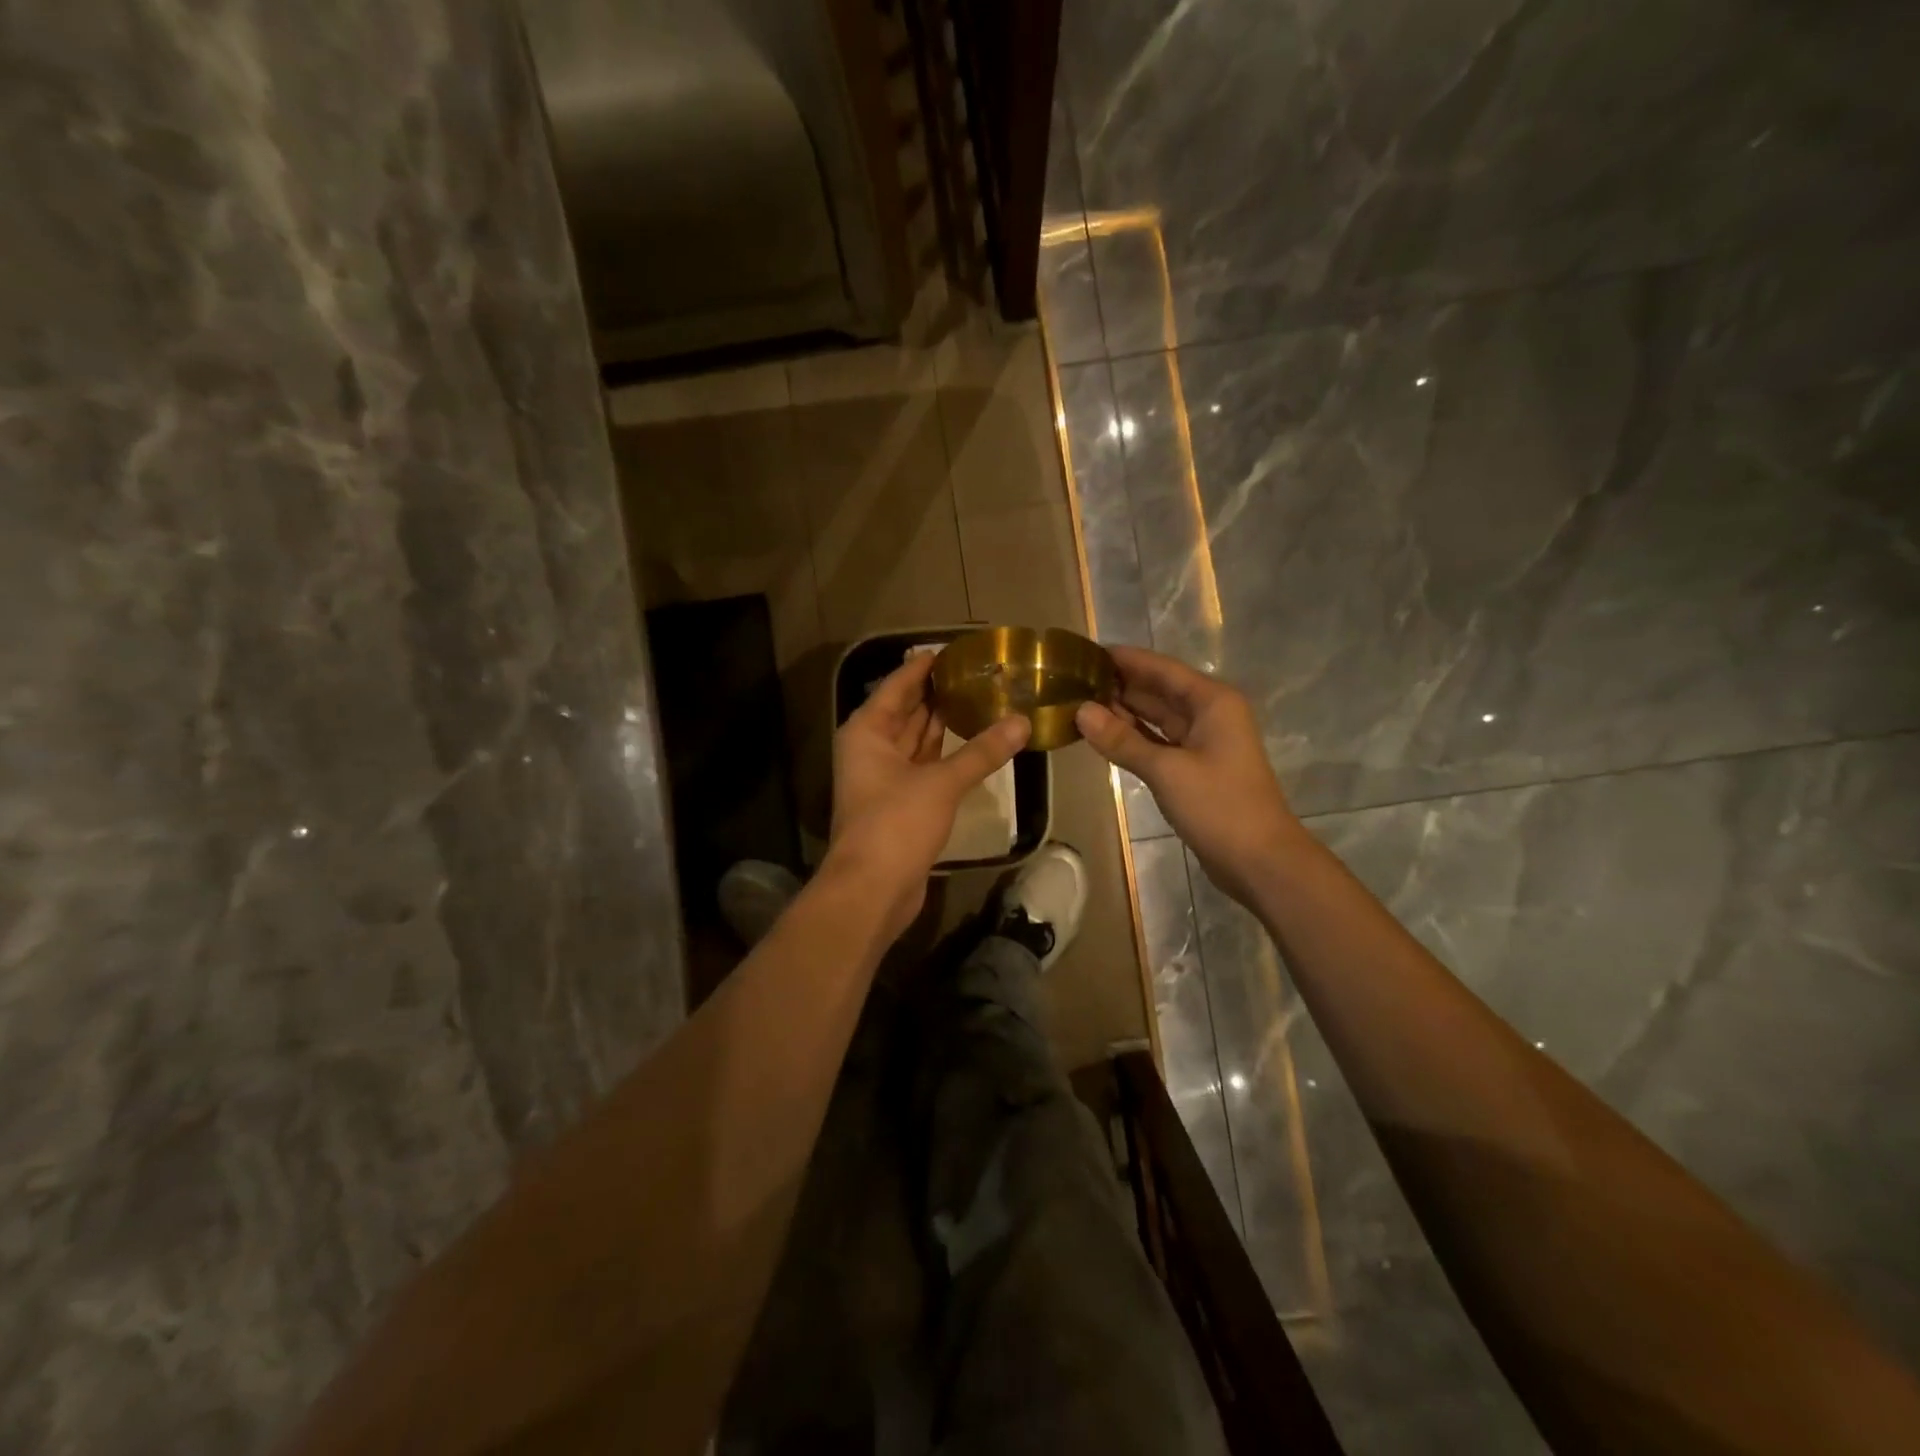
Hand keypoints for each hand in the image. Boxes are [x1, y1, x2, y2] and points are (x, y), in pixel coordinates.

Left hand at [828, 653, 1030, 936]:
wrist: (872, 889)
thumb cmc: (896, 823)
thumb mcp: (941, 783)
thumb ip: (982, 752)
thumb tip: (1022, 722)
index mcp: (867, 731)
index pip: (897, 686)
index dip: (922, 666)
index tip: (951, 649)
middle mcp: (871, 748)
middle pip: (906, 711)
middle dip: (937, 693)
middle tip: (976, 672)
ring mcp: (884, 778)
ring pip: (916, 740)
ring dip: (943, 723)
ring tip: (980, 698)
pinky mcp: (900, 803)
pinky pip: (924, 766)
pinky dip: (946, 754)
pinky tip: (974, 743)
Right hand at [1075, 646, 1299, 905]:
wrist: (1259, 861)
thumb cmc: (1219, 806)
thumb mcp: (1166, 770)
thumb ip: (1122, 740)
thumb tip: (1080, 711)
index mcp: (1212, 701)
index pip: (1161, 669)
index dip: (1125, 659)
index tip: (1086, 651)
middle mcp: (1209, 714)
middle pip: (1158, 690)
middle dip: (1119, 684)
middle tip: (1072, 679)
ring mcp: (1202, 742)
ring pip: (1156, 717)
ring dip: (1122, 711)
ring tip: (1078, 701)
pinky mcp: (1193, 768)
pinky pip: (1157, 741)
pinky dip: (1133, 737)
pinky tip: (1102, 734)